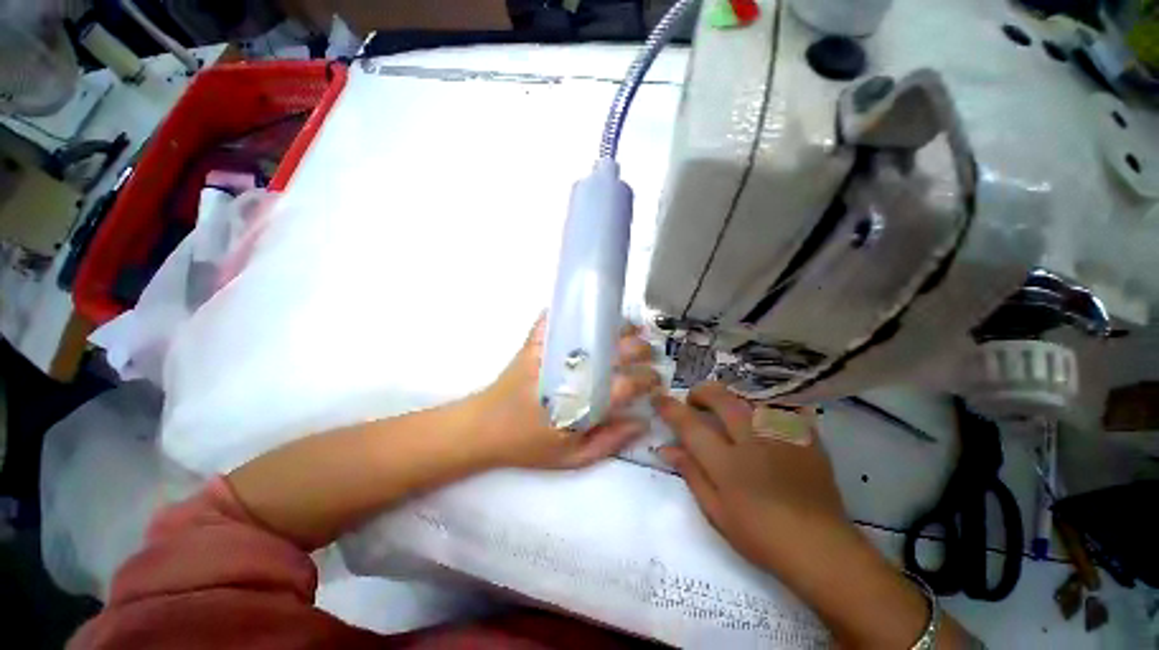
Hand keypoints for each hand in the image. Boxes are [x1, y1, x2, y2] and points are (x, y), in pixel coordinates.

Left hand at [466, 316, 660, 469]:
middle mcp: (569, 372)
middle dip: (639, 349)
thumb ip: (609, 441)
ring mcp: (550, 353)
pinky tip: (589, 313)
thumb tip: (642, 421)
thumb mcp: (571, 458)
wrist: (481, 428)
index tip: (656, 380)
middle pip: (614, 351)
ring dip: (615, 326)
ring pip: (590, 330)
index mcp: (580, 403)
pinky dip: (573, 312)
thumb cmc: (527, 445)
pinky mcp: (534, 343)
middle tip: (648, 352)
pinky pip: (554, 319)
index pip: (626, 384)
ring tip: (630, 328)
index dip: (647, 380)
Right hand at [653, 382, 854, 568]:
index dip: (671, 408)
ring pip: (749, 396)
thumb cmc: (760, 535)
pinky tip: (759, 416)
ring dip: (730, 397)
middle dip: (701, 392)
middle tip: (694, 402)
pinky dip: (763, 405)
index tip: (659, 398)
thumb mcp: (716, 511)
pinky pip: (780, 406)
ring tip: (725, 409)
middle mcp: (753, 440)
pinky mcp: (805, 436)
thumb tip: (665, 448)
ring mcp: (781, 435)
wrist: (821, 548)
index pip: (690, 425)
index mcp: (727, 463)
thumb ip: (690, 473)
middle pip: (721, 398)